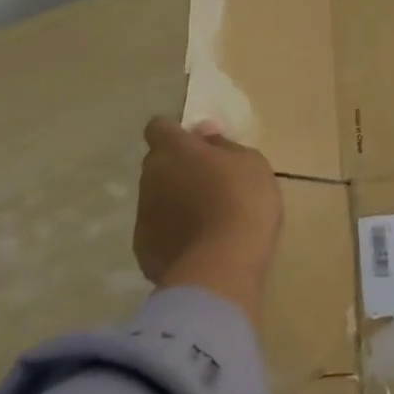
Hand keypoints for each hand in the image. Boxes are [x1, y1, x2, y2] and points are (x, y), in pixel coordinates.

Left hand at [135, 117, 282, 323]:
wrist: (223, 266)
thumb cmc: (243, 201)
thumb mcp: (250, 162)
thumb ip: (223, 144)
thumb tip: (203, 133)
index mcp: (174, 150)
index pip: (158, 127)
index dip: (174, 133)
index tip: (196, 144)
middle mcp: (151, 177)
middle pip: (157, 163)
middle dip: (176, 167)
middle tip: (208, 182)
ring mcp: (143, 215)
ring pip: (155, 198)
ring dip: (173, 201)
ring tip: (205, 219)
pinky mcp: (143, 250)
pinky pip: (156, 232)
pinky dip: (171, 233)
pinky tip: (197, 245)